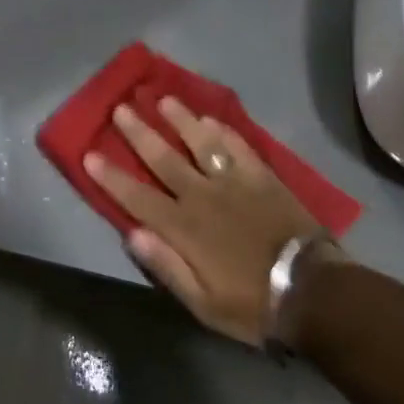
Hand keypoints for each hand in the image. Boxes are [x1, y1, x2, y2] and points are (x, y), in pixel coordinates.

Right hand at [86, 98, 323, 345]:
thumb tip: (132, 235)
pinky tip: (210, 118)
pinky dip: (222, 131)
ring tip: (163, 99)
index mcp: (183, 228)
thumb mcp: (202, 303)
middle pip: (164, 158)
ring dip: (180, 120)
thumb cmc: (253, 304)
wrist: (313, 292)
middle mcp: (203, 196)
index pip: (137, 197)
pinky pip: (238, 146)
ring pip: (201, 143)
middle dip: (139, 133)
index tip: (90, 154)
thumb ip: (167, 267)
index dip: (112, 176)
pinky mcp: (262, 176)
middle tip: (121, 108)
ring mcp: (234, 182)